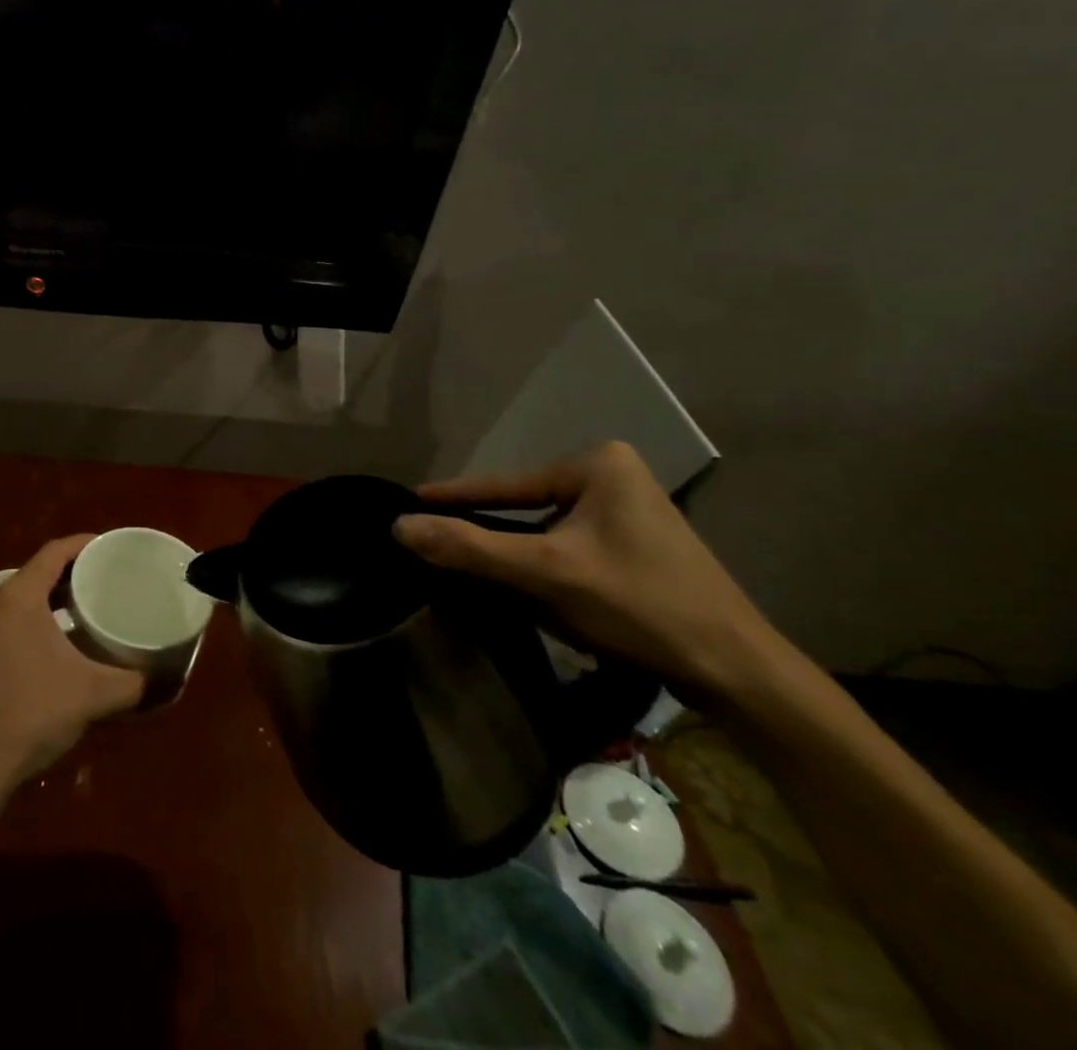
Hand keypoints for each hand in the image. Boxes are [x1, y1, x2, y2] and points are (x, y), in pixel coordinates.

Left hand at [0, 535, 144, 797]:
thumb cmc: (32, 712)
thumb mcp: (93, 694)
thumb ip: (133, 683)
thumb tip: (162, 678)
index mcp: (20, 597)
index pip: (55, 551)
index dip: (85, 544)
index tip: (112, 547)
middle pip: (38, 574)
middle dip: (72, 574)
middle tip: (106, 580)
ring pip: (23, 604)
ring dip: (53, 603)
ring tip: (86, 612)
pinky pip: (11, 628)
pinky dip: (37, 627)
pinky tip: (57, 652)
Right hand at [392, 442, 782, 700]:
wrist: (740, 674)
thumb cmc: (641, 607)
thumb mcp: (546, 574)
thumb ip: (469, 548)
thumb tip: (399, 526)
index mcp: (596, 464)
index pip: (504, 484)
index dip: (452, 497)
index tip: (407, 502)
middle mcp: (613, 475)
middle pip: (524, 507)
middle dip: (487, 533)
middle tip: (434, 544)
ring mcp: (628, 510)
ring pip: (545, 530)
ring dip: (514, 555)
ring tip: (469, 569)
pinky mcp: (636, 544)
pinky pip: (568, 546)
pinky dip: (543, 567)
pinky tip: (525, 590)